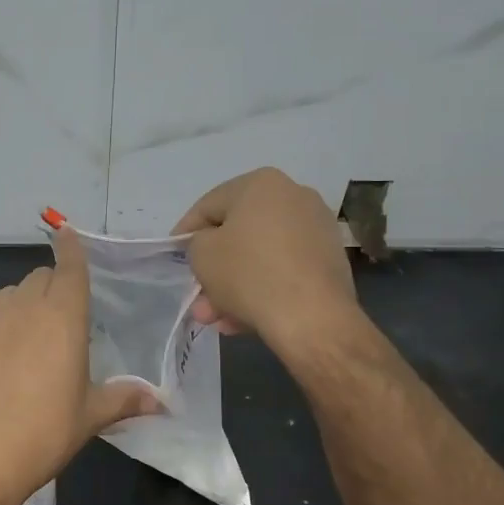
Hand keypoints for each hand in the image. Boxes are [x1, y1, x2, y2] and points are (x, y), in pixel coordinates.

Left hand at [0, 228, 156, 504]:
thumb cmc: (44, 433)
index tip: (68, 235)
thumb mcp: (90, 416)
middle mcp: (23, 307)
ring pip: (8, 296)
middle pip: (40, 278)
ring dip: (21, 306)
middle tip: (62, 320)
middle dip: (52, 287)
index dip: (71, 248)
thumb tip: (160, 401)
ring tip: (27, 342)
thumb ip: (125, 399)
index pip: (69, 265)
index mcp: (62, 316)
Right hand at [173, 168, 358, 356]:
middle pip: (238, 234)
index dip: (185, 232)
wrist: (312, 317)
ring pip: (260, 257)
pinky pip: (283, 271)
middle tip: (198, 295)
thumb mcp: (201, 254)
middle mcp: (294, 196)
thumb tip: (211, 246)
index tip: (173, 255)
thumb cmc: (249, 273)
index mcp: (261, 183)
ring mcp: (317, 229)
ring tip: (218, 319)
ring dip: (234, 286)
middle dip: (214, 269)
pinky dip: (262, 290)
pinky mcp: (330, 261)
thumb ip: (197, 242)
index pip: (209, 205)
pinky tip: (243, 320)